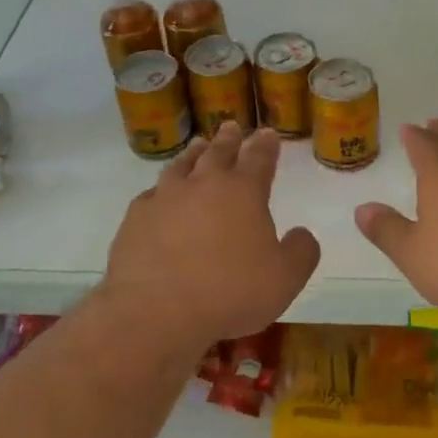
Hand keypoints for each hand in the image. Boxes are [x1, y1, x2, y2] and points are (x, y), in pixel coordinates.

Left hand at [100, 122, 320, 346]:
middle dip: (229, 139)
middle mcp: (203, 184)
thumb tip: (302, 234)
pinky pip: (151, 194)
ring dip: (194, 154)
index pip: (259, 158)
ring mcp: (165, 197)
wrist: (156, 311)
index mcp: (243, 191)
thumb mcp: (284, 280)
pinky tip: (159, 194)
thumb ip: (301, 253)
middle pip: (218, 152)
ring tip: (199, 146)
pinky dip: (160, 189)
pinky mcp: (136, 217)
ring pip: (182, 165)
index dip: (266, 145)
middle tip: (232, 126)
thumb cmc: (229, 293)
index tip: (268, 133)